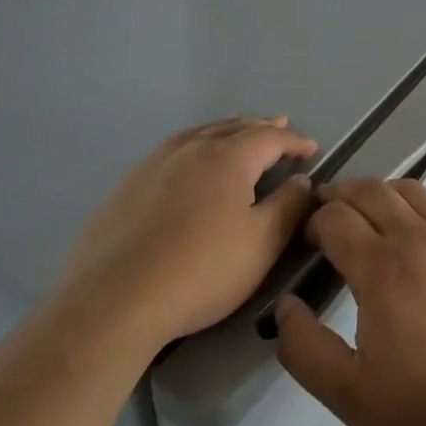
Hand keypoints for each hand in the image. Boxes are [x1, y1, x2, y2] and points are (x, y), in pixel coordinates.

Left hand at [60, 116, 317, 348]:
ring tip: (237, 131)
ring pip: (200, 134)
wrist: (114, 300)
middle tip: (279, 125)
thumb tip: (302, 179)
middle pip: (234, 127)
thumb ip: (288, 206)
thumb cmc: (201, 271)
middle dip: (261, 127)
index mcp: (229, 157)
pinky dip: (194, 144)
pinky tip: (190, 161)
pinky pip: (173, 150)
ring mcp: (154, 163)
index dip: (295, 141)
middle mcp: (192, 148)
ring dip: (226, 130)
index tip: (312, 148)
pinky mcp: (128, 184)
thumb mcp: (261, 243)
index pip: (271, 137)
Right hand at [273, 178, 425, 425]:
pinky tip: (408, 236)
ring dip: (377, 192)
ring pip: (406, 190)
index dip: (312, 222)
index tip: (303, 240)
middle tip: (323, 210)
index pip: (335, 218)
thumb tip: (285, 306)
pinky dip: (409, 206)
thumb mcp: (350, 395)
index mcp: (381, 268)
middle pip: (369, 190)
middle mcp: (415, 238)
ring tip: (363, 213)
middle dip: (339, 193)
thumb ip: (306, 349)